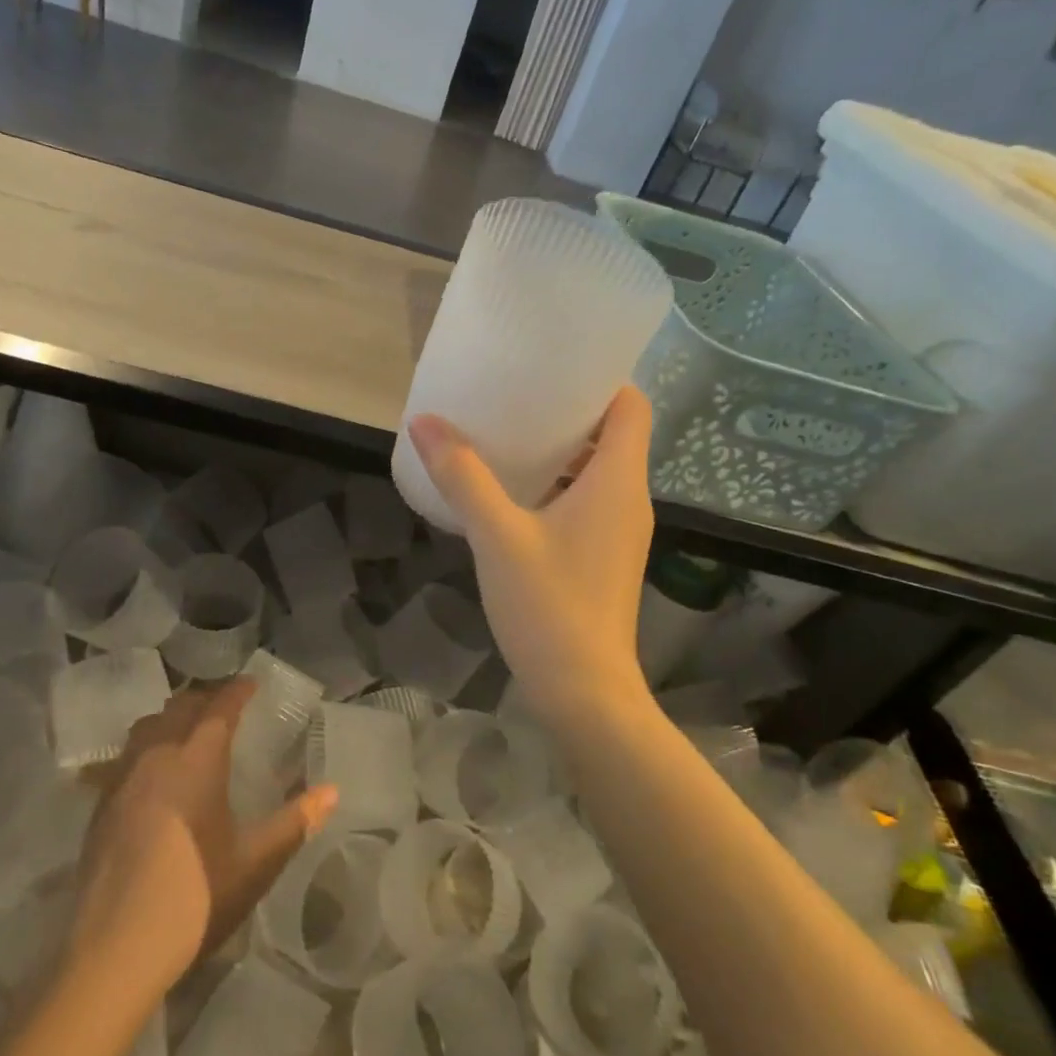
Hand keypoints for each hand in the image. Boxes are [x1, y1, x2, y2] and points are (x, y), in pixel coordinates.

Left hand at [71, 678, 337, 996]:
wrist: (116, 948)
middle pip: (180, 707)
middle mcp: (157, 755)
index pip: (220, 708)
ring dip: (172, 718)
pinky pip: (126, 755)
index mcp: (197, 759)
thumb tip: (332, 791)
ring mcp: (122, 779)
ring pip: (147, 726)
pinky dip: (146, 747)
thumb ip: (295, 821)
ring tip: (189, 731)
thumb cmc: (196, 896)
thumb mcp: (256, 861)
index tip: (252, 684)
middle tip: (226, 707)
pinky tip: (153, 773)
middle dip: (205, 699)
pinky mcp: (100, 805)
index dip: (237, 691)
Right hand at [408, 385, 653, 724]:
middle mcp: (629, 499)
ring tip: (509, 436)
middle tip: (517, 394)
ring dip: (562, 451)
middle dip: (570, 410)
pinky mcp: (605, 557)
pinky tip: (513, 494)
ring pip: (598, 470)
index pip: (631, 405)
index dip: (602, 378)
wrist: (584, 692)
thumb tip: (425, 422)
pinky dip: (559, 485)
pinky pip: (588, 501)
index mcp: (618, 481)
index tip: (555, 364)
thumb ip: (463, 476)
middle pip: (613, 433)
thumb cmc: (549, 606)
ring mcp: (620, 532)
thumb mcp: (498, 535)